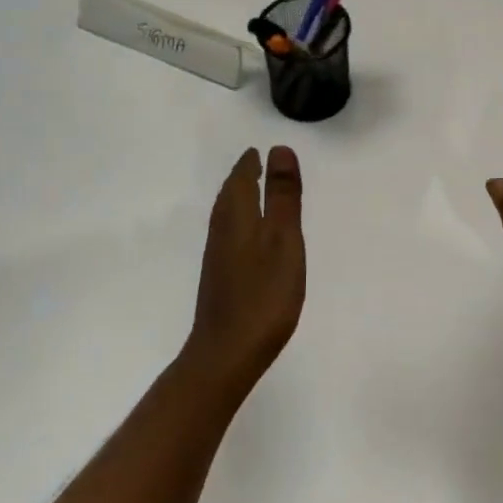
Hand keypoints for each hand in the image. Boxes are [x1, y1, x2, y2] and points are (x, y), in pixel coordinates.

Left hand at [182, 146, 305, 397]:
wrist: (228, 351)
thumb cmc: (264, 293)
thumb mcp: (284, 239)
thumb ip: (283, 196)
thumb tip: (279, 150)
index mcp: (238, 217)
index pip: (241, 180)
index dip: (250, 164)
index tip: (258, 151)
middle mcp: (222, 231)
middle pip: (230, 195)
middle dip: (242, 178)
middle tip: (255, 165)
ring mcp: (218, 257)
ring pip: (227, 216)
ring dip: (238, 199)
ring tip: (252, 192)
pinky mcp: (221, 278)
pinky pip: (229, 235)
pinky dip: (239, 222)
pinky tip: (248, 237)